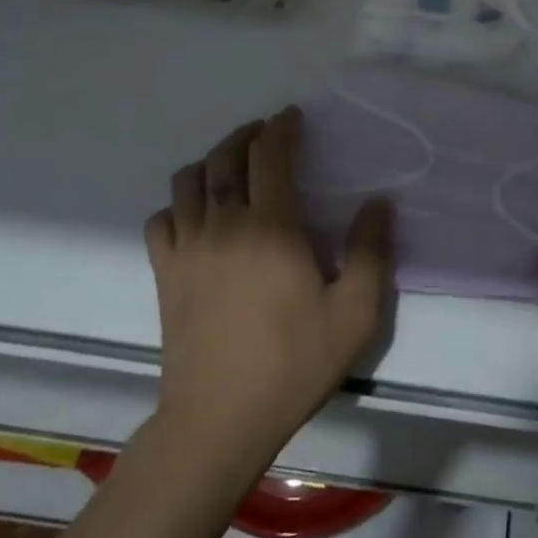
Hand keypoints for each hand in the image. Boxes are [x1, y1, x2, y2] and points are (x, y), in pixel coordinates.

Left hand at [144, 109, 392, 476]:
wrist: (219, 420)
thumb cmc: (293, 363)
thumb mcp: (355, 313)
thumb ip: (371, 251)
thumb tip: (377, 203)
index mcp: (271, 227)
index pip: (270, 156)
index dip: (281, 129)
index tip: (292, 117)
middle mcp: (224, 225)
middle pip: (224, 159)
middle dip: (245, 136)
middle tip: (264, 133)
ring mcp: (187, 249)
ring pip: (187, 182)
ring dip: (210, 162)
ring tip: (230, 166)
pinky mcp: (164, 275)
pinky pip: (160, 220)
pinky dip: (177, 205)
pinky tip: (194, 215)